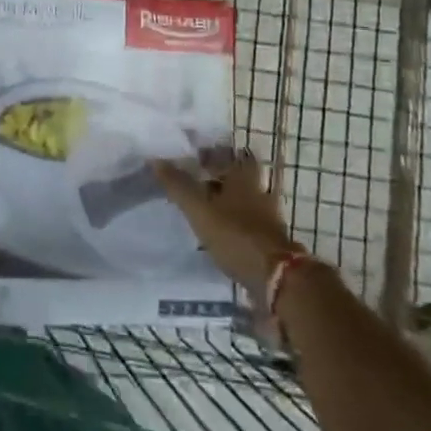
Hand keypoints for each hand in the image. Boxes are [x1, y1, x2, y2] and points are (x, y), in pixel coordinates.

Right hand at [154, 149, 298, 295]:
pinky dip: (233, 223)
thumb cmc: (235, 235)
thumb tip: (155, 159)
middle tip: (197, 179)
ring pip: (243, 200)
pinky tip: (218, 232)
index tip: (196, 154)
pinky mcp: (269, 240)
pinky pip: (247, 223)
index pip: (232, 153)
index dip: (215, 151)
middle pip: (239, 177)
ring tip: (203, 207)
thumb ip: (178, 186)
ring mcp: (266, 217)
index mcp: (243, 177)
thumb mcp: (199, 210)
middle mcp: (258, 192)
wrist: (275, 278)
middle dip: (220, 177)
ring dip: (226, 201)